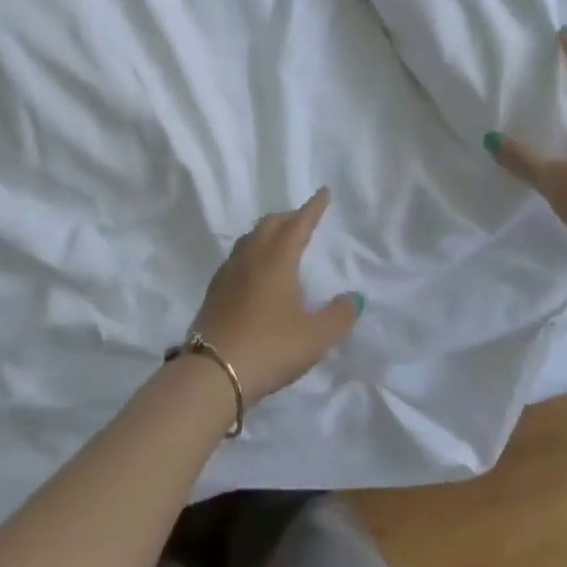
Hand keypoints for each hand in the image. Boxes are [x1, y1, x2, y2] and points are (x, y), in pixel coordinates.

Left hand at [189, 189, 361, 406]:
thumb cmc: (269, 348)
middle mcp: (252, 257)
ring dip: (268, 232)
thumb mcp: (315, 338)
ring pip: (250, 238)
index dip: (313, 208)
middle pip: (271, 224)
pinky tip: (254, 270)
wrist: (212, 373)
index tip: (323, 193)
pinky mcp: (215, 290)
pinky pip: (238, 256)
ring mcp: (229, 272)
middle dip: (289, 217)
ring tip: (279, 240)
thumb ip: (339, 316)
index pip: (299, 224)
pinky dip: (252, 251)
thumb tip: (354, 297)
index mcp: (278, 259)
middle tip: (303, 219)